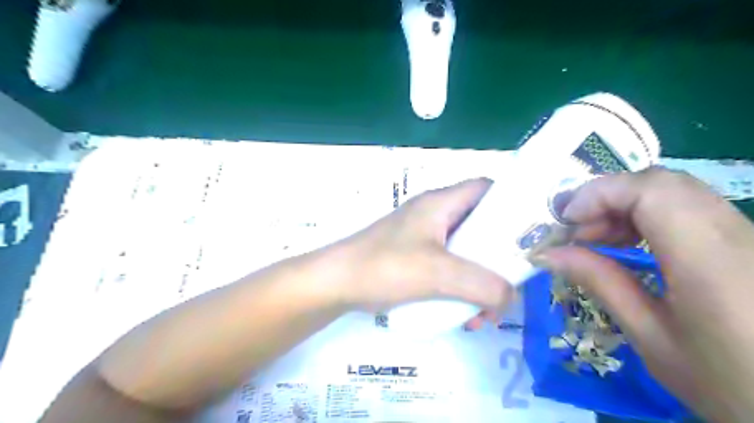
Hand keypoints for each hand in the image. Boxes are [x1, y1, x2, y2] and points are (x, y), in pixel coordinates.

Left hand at [329, 177, 511, 320]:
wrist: (336, 284)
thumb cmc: (384, 266)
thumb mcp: (437, 273)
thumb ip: (481, 284)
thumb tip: (510, 297)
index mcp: (440, 203)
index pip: (485, 188)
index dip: (510, 203)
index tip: (530, 232)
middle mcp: (434, 215)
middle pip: (480, 225)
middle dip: (498, 256)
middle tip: (512, 283)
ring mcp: (424, 238)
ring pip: (466, 252)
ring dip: (479, 280)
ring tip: (485, 312)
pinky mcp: (415, 258)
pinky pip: (449, 268)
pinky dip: (460, 288)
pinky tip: (463, 315)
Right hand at [543, 167, 752, 420]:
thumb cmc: (730, 383)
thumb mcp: (652, 338)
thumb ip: (601, 284)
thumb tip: (548, 254)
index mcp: (709, 261)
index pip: (650, 191)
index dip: (599, 194)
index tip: (566, 221)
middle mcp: (735, 234)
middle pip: (660, 182)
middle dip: (606, 198)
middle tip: (576, 231)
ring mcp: (746, 234)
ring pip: (674, 190)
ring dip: (623, 206)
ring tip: (597, 238)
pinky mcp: (746, 240)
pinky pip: (688, 207)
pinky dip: (646, 215)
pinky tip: (630, 243)